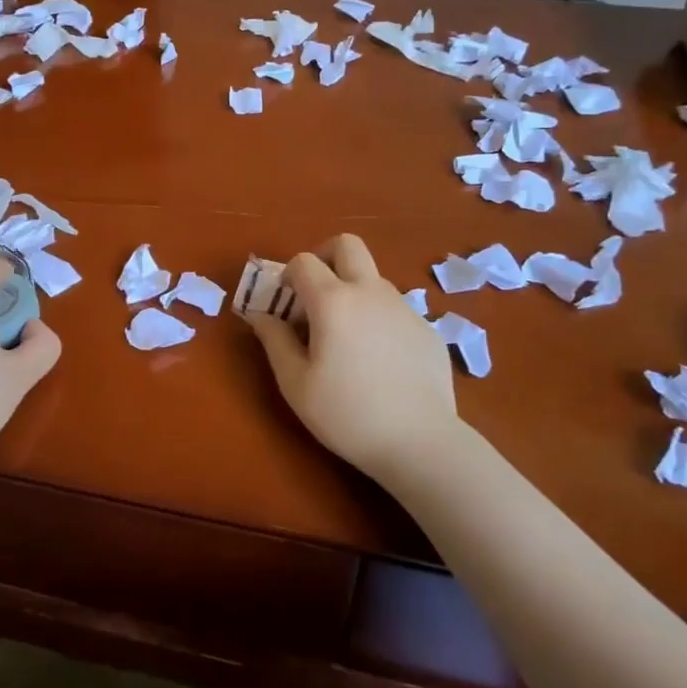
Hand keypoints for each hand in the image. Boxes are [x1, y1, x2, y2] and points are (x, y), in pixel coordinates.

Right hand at [246, 235, 464, 481]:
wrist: (420, 442)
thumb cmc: (347, 414)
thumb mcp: (296, 383)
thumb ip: (274, 340)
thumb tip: (259, 315)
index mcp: (333, 301)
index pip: (303, 261)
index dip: (288, 276)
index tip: (285, 304)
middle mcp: (370, 292)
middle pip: (347, 245)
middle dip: (324, 257)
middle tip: (315, 293)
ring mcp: (404, 307)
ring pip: (373, 278)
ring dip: (353, 290)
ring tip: (346, 337)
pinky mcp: (427, 328)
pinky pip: (395, 308)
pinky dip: (378, 318)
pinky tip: (379, 361)